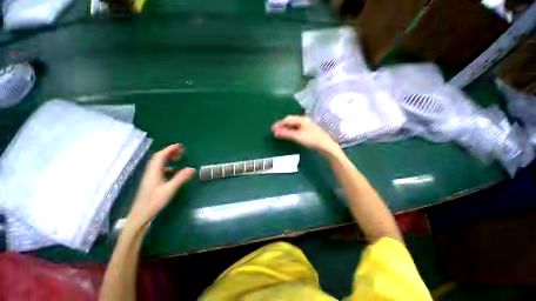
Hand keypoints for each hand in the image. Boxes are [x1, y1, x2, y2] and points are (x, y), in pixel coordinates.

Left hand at [126, 144, 195, 231]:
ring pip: (157, 163)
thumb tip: (192, 168)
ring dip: (167, 158)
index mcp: (154, 172)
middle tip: (180, 151)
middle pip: (158, 158)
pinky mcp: (150, 182)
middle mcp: (150, 172)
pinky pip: (158, 169)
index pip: (161, 156)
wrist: (140, 215)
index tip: (180, 146)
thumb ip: (181, 178)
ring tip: (177, 158)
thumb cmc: (154, 202)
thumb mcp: (170, 189)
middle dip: (169, 152)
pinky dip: (166, 166)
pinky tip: (172, 171)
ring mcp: (149, 177)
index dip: (170, 149)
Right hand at [271, 115, 341, 156]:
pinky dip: (290, 131)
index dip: (279, 124)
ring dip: (286, 128)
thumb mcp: (298, 136)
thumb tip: (275, 132)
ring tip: (280, 133)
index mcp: (302, 119)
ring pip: (293, 125)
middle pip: (290, 121)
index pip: (287, 119)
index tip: (272, 129)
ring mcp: (306, 125)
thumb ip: (286, 134)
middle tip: (275, 131)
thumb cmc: (312, 140)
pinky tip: (288, 134)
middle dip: (282, 125)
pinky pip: (296, 128)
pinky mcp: (307, 131)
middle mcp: (304, 120)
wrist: (326, 146)